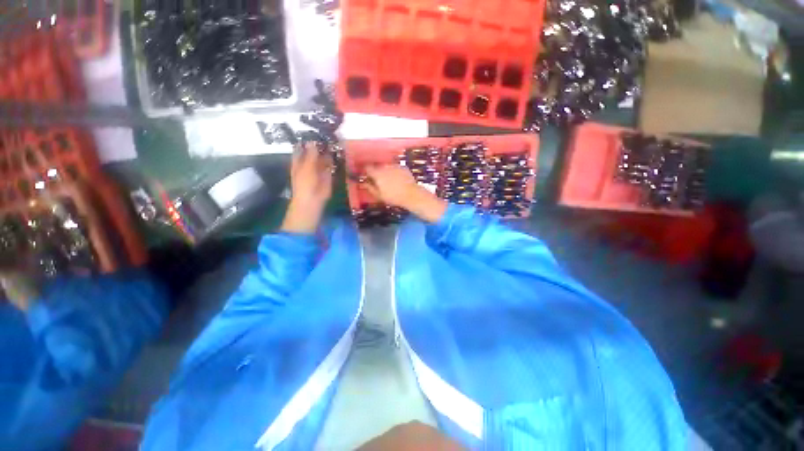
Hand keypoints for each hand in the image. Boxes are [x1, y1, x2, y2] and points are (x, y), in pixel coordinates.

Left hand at [281, 142, 332, 233]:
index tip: (314, 131)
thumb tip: (313, 140)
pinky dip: (334, 160)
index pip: (302, 147)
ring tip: (334, 140)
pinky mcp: (328, 175)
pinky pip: (330, 165)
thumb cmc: (305, 183)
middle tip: (327, 134)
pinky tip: (338, 152)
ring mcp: (319, 169)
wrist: (313, 199)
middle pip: (314, 151)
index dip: (307, 140)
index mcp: (299, 161)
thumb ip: (311, 153)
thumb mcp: (307, 166)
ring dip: (328, 151)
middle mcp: (309, 163)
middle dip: (320, 144)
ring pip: (323, 158)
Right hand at [364, 165, 446, 222]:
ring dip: (385, 171)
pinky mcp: (403, 167)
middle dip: (376, 172)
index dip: (365, 171)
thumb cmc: (393, 197)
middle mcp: (385, 167)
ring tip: (389, 181)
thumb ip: (370, 188)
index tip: (366, 176)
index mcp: (377, 173)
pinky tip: (397, 180)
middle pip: (377, 166)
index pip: (367, 168)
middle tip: (378, 181)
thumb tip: (363, 184)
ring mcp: (395, 166)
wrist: (411, 194)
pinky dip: (394, 172)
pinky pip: (395, 168)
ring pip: (386, 167)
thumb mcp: (379, 195)